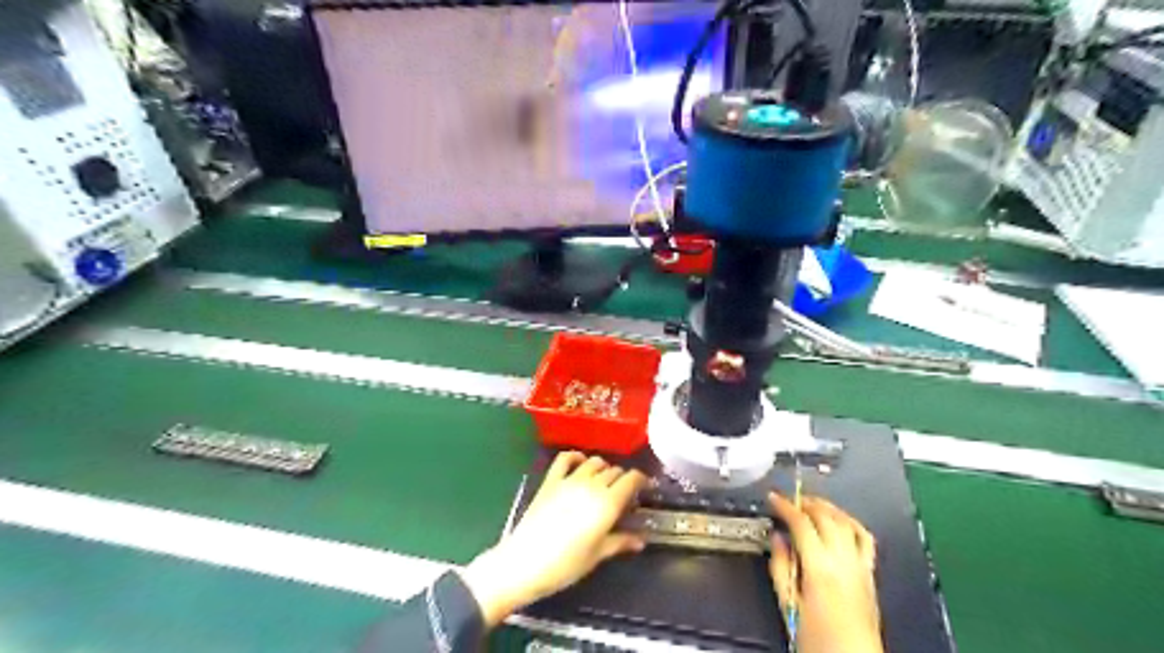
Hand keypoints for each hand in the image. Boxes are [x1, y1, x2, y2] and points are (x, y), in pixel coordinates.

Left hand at [461, 454, 645, 626]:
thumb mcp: (597, 555)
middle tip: (623, 493)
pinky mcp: (550, 480)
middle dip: (623, 478)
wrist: (524, 563)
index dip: (640, 480)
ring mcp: (570, 480)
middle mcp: (592, 485)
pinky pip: (565, 458)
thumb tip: (641, 540)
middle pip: (614, 471)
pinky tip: (580, 462)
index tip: (643, 487)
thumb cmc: (566, 565)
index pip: (631, 479)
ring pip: (594, 462)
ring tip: (604, 481)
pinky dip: (576, 456)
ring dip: (603, 468)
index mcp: (608, 504)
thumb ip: (620, 542)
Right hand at [770, 492, 887, 651]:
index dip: (785, 506)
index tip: (773, 498)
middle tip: (789, 500)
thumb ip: (780, 567)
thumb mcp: (787, 604)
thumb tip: (777, 539)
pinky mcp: (870, 573)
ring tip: (812, 504)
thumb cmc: (816, 638)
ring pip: (845, 522)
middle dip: (805, 502)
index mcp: (819, 567)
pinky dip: (851, 523)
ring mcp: (860, 565)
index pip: (801, 523)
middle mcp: (842, 560)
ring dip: (827, 508)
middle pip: (825, 516)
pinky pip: (864, 538)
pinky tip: (841, 521)